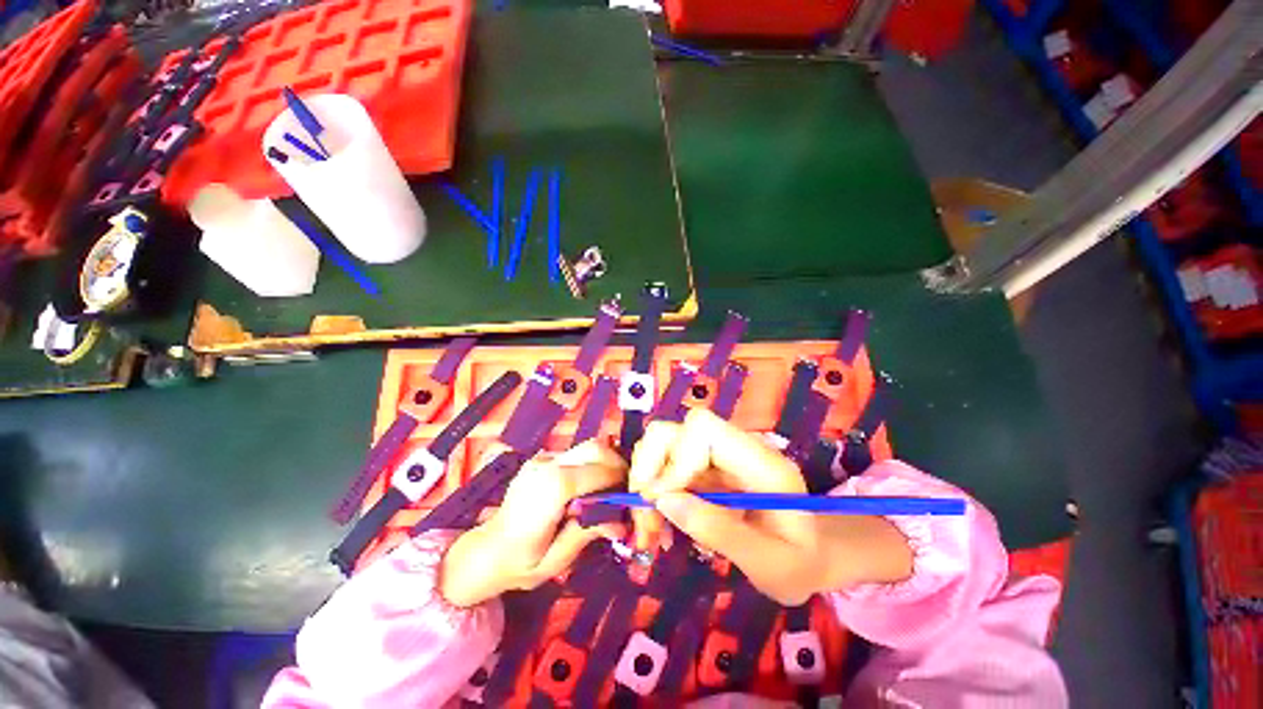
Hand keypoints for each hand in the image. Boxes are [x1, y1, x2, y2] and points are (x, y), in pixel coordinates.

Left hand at [439, 441, 627, 606]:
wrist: (485, 552)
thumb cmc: (519, 563)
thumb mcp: (557, 559)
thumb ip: (589, 532)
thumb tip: (622, 522)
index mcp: (551, 489)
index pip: (597, 470)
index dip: (619, 479)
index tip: (632, 494)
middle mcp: (547, 465)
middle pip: (594, 448)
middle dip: (616, 463)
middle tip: (625, 487)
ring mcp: (542, 459)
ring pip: (586, 447)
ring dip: (605, 462)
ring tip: (610, 488)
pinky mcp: (542, 459)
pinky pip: (575, 454)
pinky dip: (591, 464)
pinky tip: (590, 487)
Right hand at [629, 408, 911, 604]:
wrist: (809, 555)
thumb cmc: (798, 563)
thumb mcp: (770, 564)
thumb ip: (720, 531)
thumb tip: (664, 500)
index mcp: (760, 462)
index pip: (703, 428)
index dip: (676, 458)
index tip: (664, 501)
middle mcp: (734, 448)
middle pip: (675, 429)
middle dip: (650, 466)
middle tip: (645, 512)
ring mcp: (716, 455)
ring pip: (663, 444)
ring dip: (645, 480)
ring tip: (649, 526)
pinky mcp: (703, 468)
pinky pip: (664, 466)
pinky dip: (651, 491)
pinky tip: (656, 523)